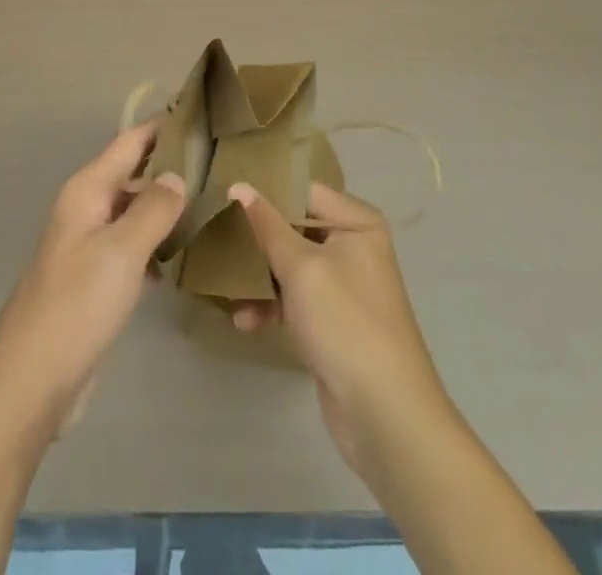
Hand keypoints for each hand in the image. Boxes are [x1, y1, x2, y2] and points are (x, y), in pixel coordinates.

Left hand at [0, 122, 185, 441]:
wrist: (31, 383)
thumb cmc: (76, 306)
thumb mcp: (121, 252)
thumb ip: (153, 209)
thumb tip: (177, 175)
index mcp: (87, 191)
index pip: (130, 142)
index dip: (162, 126)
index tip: (201, 114)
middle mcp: (86, 209)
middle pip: (133, 175)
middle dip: (171, 168)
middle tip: (220, 167)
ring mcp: (88, 245)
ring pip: (134, 212)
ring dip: (166, 209)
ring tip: (212, 207)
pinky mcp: (94, 280)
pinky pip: (131, 247)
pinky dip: (155, 246)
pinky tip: (184, 259)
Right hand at [227, 180, 451, 483]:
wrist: (386, 415)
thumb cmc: (345, 322)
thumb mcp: (300, 267)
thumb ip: (266, 225)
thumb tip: (238, 186)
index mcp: (356, 222)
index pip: (302, 191)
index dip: (265, 191)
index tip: (224, 192)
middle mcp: (353, 245)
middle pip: (293, 228)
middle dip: (256, 239)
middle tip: (215, 236)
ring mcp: (343, 284)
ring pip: (289, 265)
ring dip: (258, 277)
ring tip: (225, 287)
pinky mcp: (332, 320)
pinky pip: (294, 299)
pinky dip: (271, 306)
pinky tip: (245, 321)